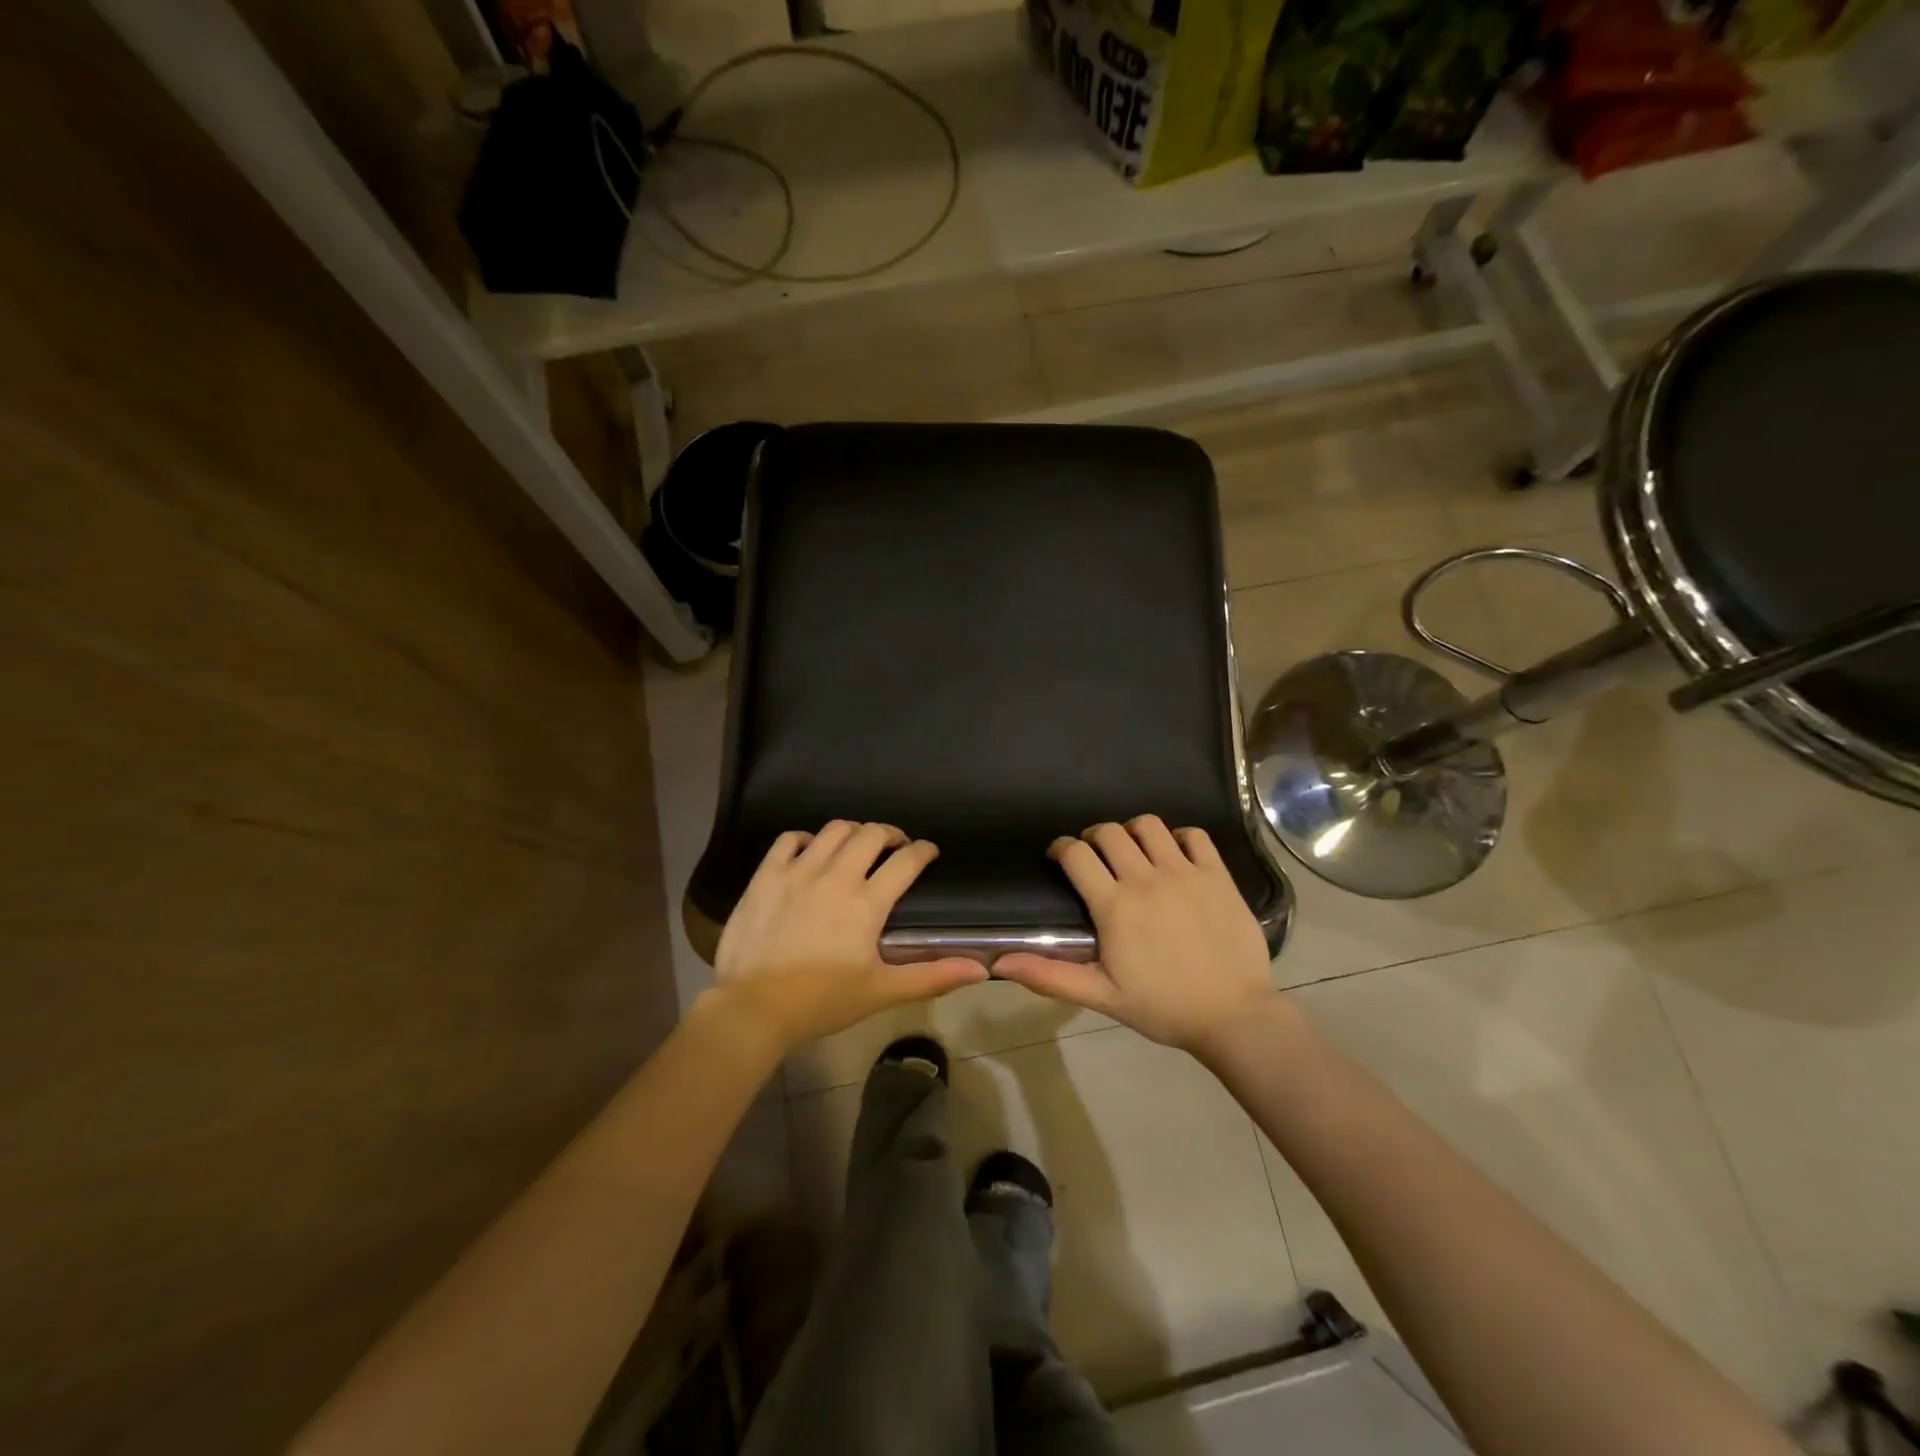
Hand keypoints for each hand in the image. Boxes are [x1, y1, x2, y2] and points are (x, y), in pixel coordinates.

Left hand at [710, 821, 987, 1050]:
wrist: (753, 1008)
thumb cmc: (822, 1001)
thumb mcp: (882, 992)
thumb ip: (932, 976)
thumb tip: (981, 970)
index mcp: (867, 902)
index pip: (906, 861)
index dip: (923, 851)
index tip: (928, 852)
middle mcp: (836, 875)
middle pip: (871, 834)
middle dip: (890, 834)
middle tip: (894, 847)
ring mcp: (798, 870)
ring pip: (834, 830)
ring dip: (853, 832)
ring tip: (857, 846)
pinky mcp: (767, 874)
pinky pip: (790, 838)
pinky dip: (806, 838)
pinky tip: (811, 852)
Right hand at [993, 815, 1277, 1053]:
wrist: (1234, 1016)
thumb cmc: (1163, 1008)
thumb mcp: (1101, 996)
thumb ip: (1049, 976)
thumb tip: (998, 964)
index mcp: (1114, 906)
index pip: (1076, 854)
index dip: (1061, 847)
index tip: (1059, 856)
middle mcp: (1146, 878)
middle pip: (1109, 832)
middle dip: (1094, 837)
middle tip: (1095, 857)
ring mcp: (1185, 872)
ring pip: (1149, 825)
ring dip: (1133, 831)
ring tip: (1134, 851)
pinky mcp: (1217, 875)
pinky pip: (1194, 835)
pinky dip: (1180, 837)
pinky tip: (1175, 856)